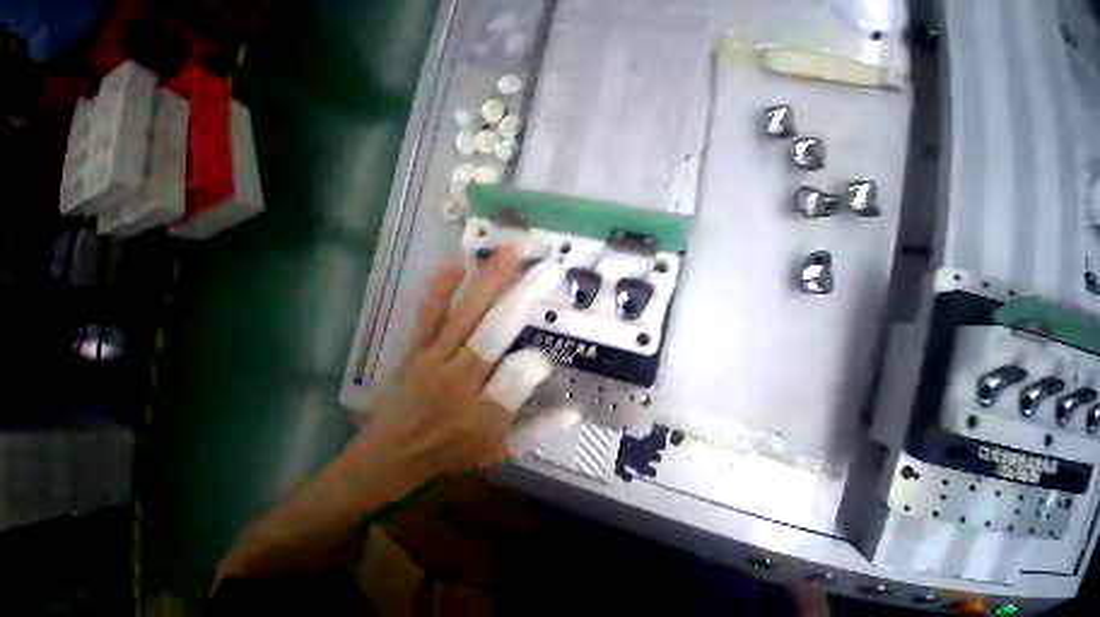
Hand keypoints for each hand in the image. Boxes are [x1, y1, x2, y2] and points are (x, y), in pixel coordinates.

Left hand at [347, 247, 526, 489]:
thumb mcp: (499, 451)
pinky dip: (440, 290)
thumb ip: (537, 430)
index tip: (548, 355)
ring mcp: (433, 359)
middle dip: (521, 298)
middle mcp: (460, 380)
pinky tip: (456, 267)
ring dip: (488, 282)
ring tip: (509, 252)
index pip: (518, 378)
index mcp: (483, 411)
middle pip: (493, 333)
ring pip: (464, 315)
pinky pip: (427, 315)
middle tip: (544, 270)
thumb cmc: (451, 452)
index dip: (537, 363)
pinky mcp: (415, 349)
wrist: (389, 455)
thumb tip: (574, 409)